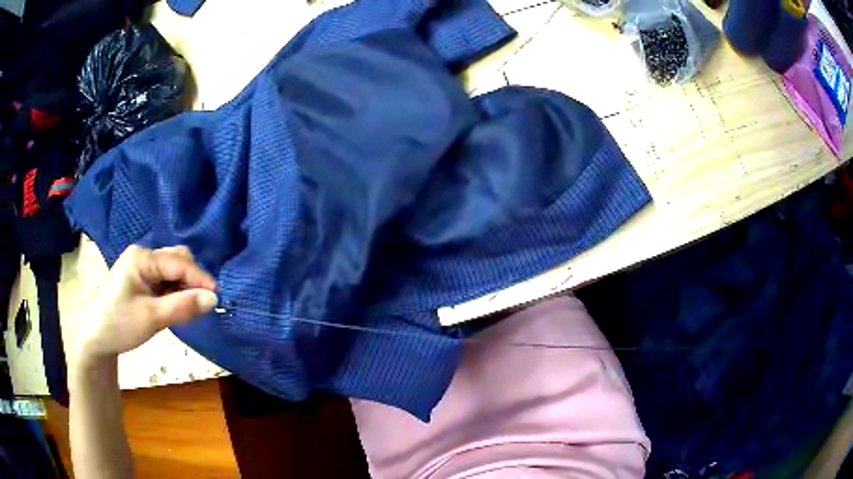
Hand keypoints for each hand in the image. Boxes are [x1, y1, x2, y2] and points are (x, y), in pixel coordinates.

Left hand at [70, 245, 217, 369]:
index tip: (219, 297)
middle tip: (200, 306)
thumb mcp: (152, 318)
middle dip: (192, 280)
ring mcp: (141, 266)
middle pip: (177, 260)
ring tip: (186, 310)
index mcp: (142, 258)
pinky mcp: (141, 279)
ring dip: (184, 287)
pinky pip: (165, 279)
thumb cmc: (119, 324)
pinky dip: (174, 292)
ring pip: (173, 270)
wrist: (95, 337)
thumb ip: (183, 307)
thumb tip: (214, 299)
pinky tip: (174, 307)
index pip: (179, 262)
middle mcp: (143, 255)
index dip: (200, 278)